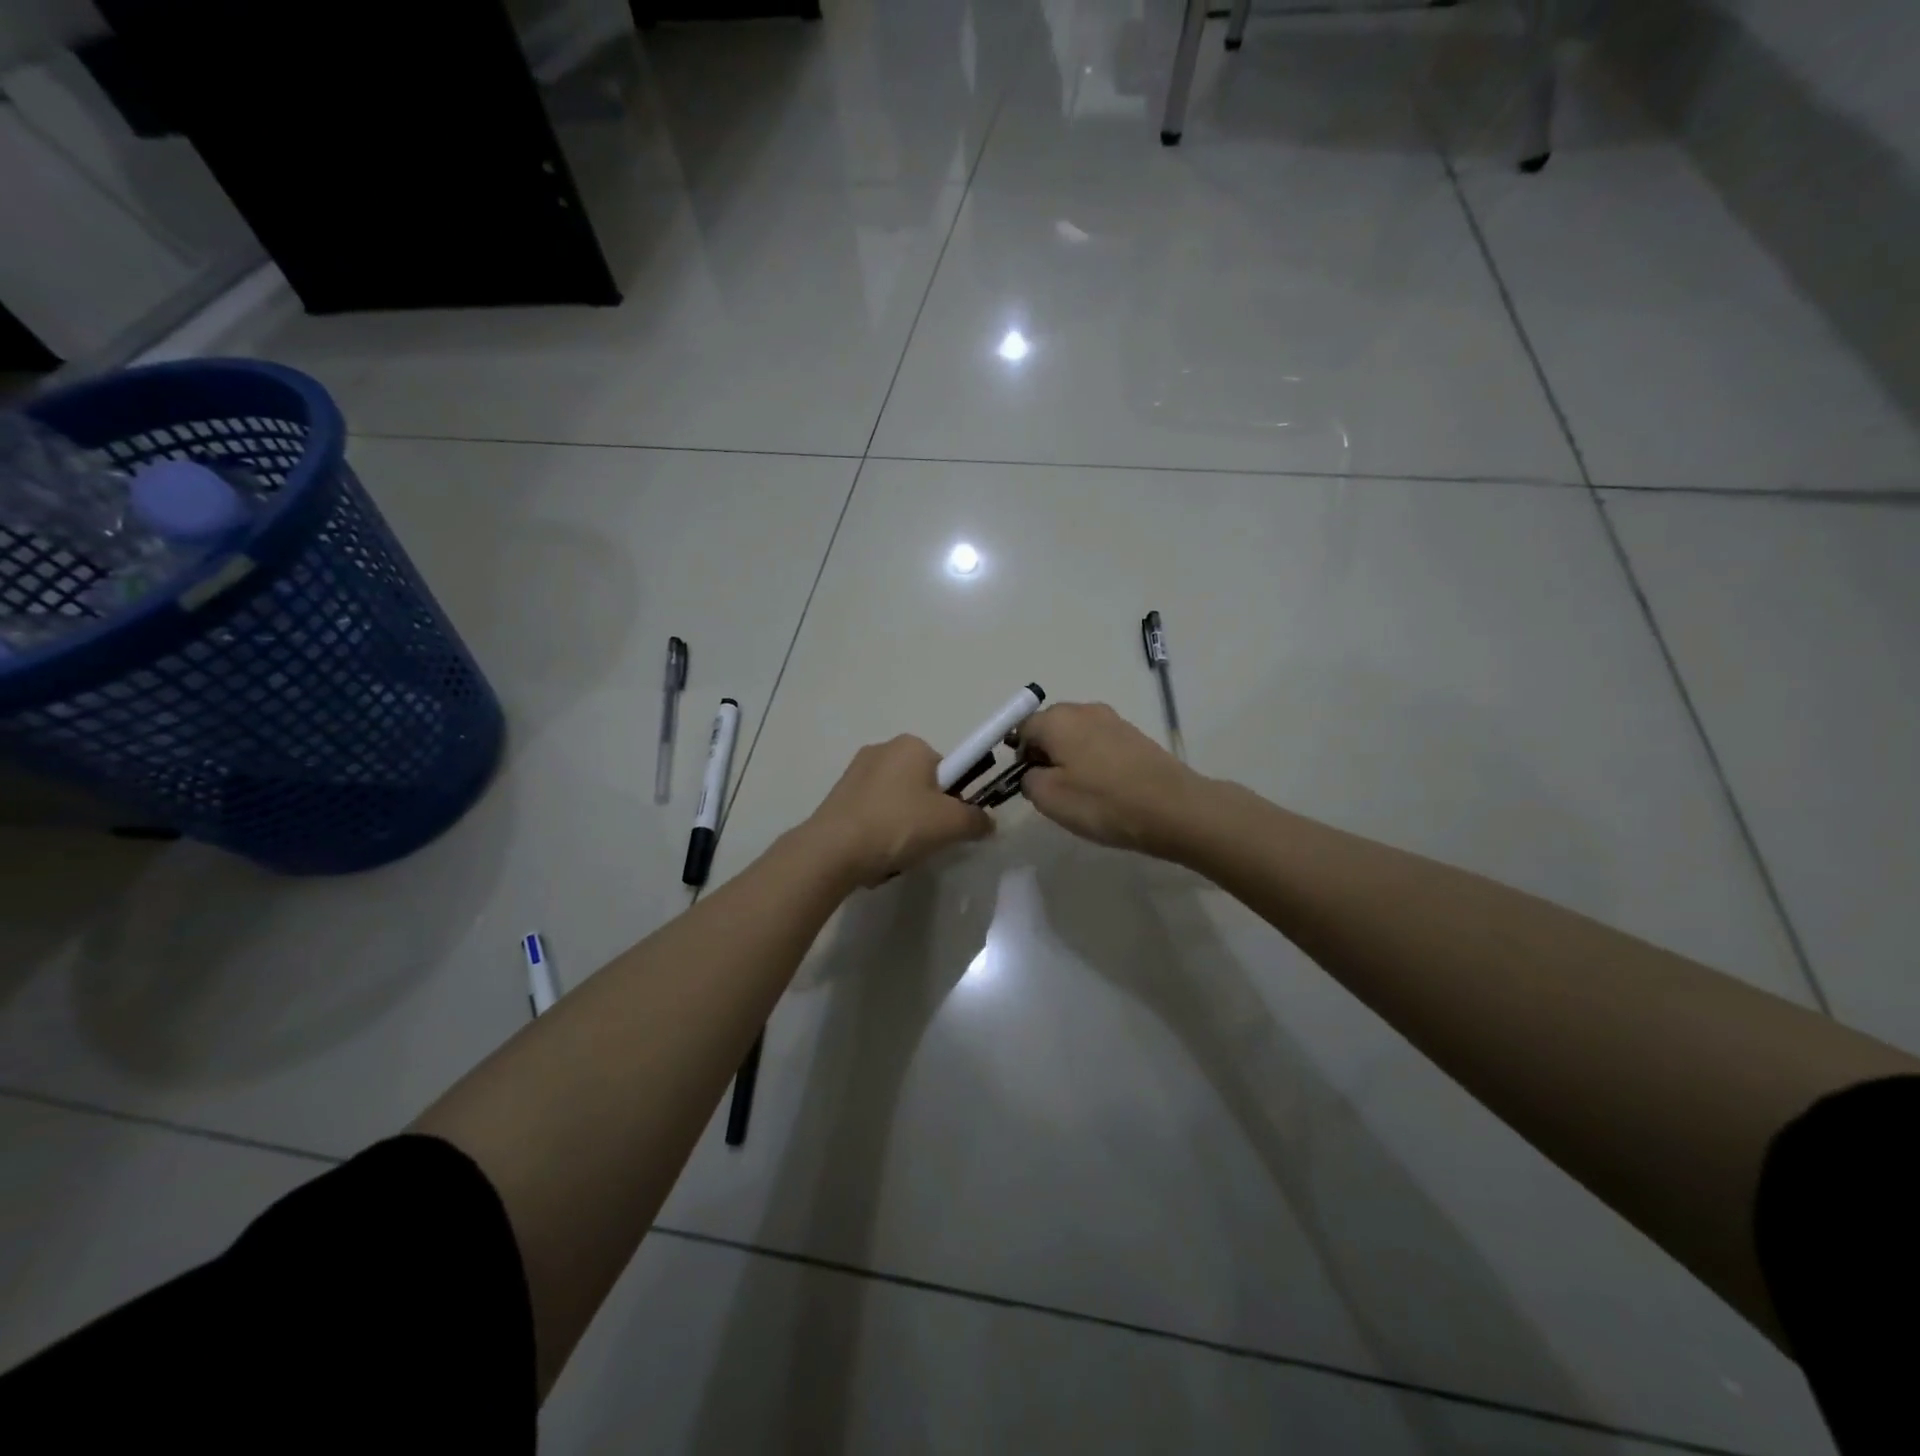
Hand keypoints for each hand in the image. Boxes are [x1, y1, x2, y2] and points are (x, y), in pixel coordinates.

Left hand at [805, 735, 992, 887]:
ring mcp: (856, 772)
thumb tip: (987, 822)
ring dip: (904, 827)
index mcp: (912, 745)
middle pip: (923, 785)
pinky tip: (876, 855)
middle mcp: (883, 749)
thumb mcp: (951, 824)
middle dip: (928, 814)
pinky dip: (879, 833)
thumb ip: (977, 820)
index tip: (950, 823)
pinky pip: (873, 814)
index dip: (956, 797)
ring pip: (898, 803)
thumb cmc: (898, 825)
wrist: (833, 850)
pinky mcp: (838, 796)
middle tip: (928, 841)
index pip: (950, 768)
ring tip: (899, 853)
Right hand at [1015, 702, 1205, 855]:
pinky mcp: (1135, 735)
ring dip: (1070, 758)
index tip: (1028, 783)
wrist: (1173, 808)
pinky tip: (1105, 787)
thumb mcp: (1049, 799)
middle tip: (1052, 790)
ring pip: (1076, 735)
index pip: (1022, 728)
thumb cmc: (1103, 802)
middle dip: (1044, 754)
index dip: (1019, 756)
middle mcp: (1083, 709)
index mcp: (1057, 719)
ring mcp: (1113, 720)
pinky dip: (1095, 761)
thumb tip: (1033, 772)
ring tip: (1081, 792)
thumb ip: (1028, 780)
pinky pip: (1100, 743)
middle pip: (1050, 727)